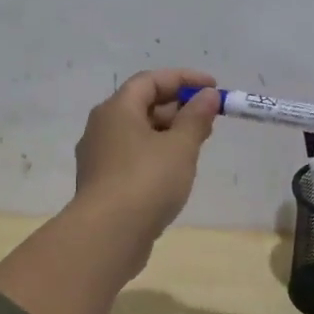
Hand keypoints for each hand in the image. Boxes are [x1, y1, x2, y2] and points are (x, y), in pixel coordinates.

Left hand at [72, 69, 220, 246]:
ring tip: (198, 145)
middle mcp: (102, 128)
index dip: (183, 79)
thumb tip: (207, 96)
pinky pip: (134, 157)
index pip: (150, 81)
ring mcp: (100, 157)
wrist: (108, 234)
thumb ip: (196, 118)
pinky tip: (176, 171)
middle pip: (142, 106)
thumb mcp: (180, 146)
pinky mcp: (104, 184)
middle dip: (178, 108)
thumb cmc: (147, 181)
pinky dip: (157, 154)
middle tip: (209, 119)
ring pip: (138, 134)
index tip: (213, 87)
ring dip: (169, 133)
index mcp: (117, 110)